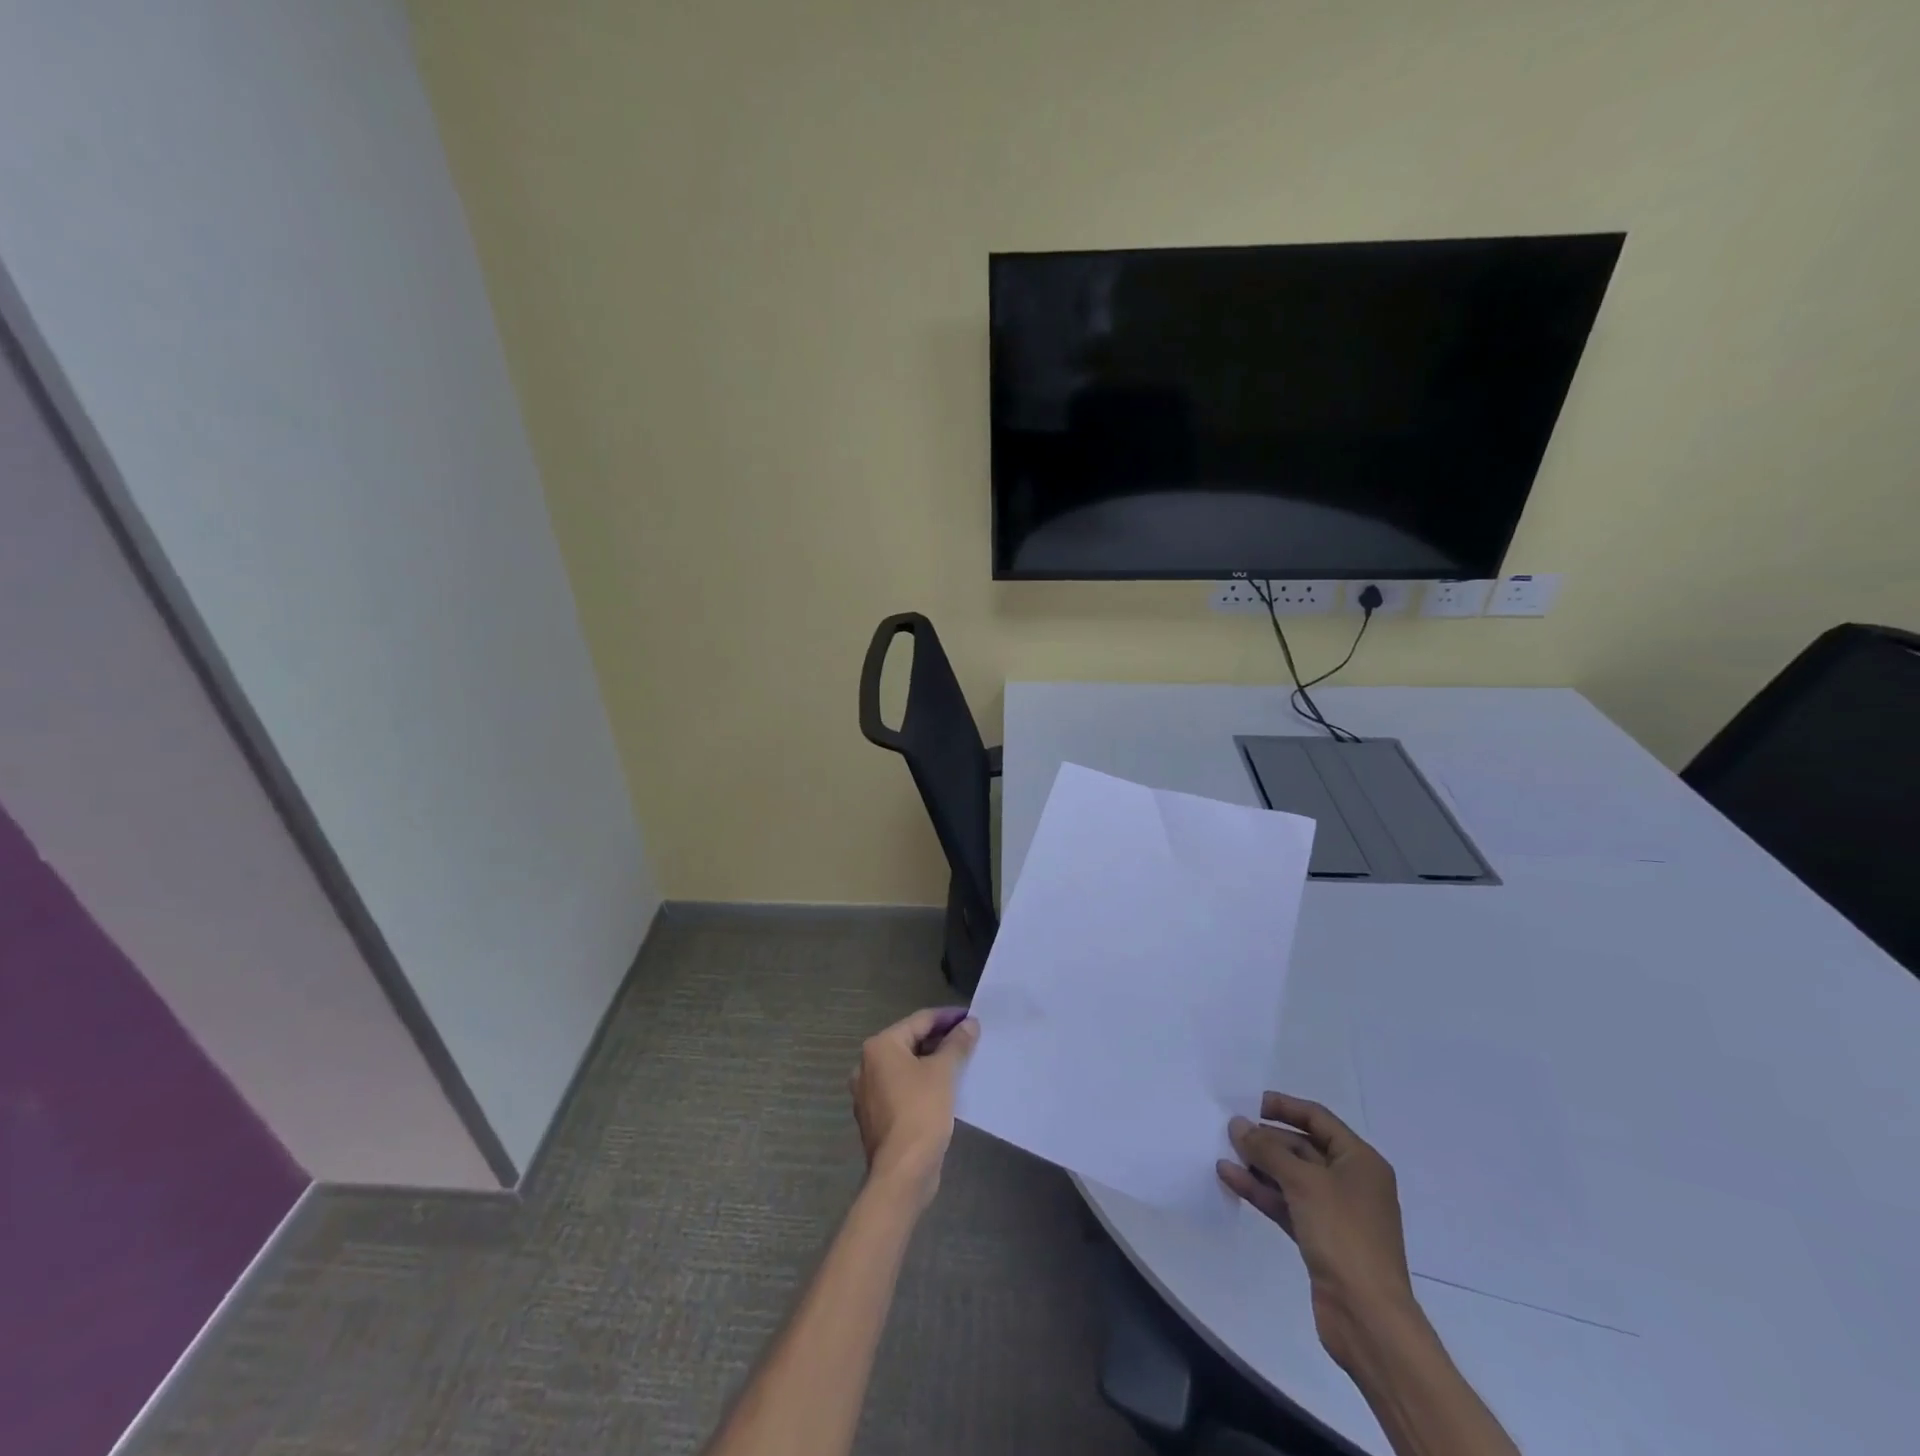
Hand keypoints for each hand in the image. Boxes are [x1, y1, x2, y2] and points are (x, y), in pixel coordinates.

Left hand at [849, 1008, 978, 1210]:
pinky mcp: (876, 1115)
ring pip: (906, 1067)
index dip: (948, 1017)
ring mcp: (868, 1092)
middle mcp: (867, 1065)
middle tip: (969, 1039)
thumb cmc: (921, 1112)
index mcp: (880, 1046)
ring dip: (932, 1062)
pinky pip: (902, 1088)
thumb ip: (957, 1044)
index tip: (971, 1017)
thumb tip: (969, 1024)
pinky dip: (921, 1083)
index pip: (919, 1020)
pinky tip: (944, 1088)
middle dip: (940, 1040)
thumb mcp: (944, 1072)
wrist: (902, 1172)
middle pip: (910, 1042)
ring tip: (961, 1062)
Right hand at [1219, 1092, 1415, 1370]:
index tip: (1249, 1102)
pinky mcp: (1320, 1238)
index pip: (1318, 1119)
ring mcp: (1335, 1212)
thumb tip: (1238, 1124)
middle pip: (1302, 1147)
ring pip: (1291, 1177)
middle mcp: (1350, 1181)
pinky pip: (1286, 1203)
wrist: (1367, 1317)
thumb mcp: (1303, 1182)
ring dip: (1259, 1164)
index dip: (1284, 1107)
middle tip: (1229, 1130)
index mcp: (1360, 1161)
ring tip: (1222, 1151)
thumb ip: (1267, 1149)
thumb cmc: (1344, 1235)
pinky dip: (1261, 1191)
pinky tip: (1230, 1178)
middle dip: (1267, 1139)